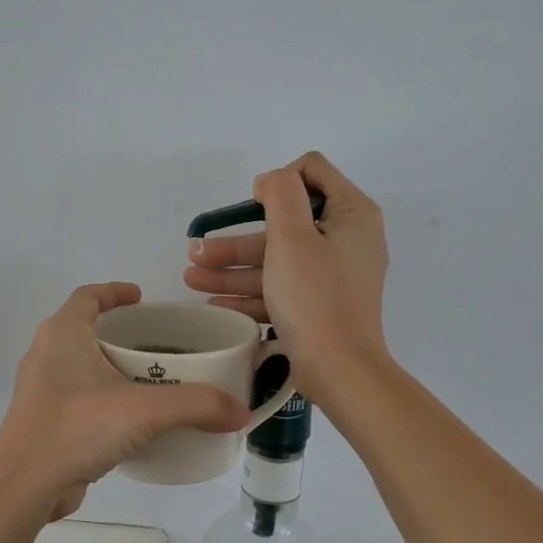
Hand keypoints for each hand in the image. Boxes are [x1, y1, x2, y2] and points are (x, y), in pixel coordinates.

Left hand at [0, 283, 249, 520]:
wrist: (23, 486)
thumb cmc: (77, 427)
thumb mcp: (145, 410)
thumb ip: (196, 405)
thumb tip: (240, 412)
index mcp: (63, 334)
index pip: (88, 296)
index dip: (114, 292)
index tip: (141, 297)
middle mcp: (46, 355)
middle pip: (83, 329)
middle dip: (117, 332)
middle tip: (155, 342)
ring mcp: (40, 391)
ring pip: (78, 366)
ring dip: (109, 367)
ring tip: (147, 380)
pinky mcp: (42, 423)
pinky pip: (76, 398)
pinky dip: (102, 399)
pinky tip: (128, 421)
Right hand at [183, 152, 390, 397]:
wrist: (340, 370)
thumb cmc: (315, 297)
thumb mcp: (293, 236)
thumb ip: (281, 194)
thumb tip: (272, 181)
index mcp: (351, 214)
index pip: (312, 171)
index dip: (278, 181)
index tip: (253, 206)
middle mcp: (347, 239)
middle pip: (284, 225)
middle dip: (236, 240)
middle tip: (197, 252)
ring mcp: (334, 276)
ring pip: (276, 261)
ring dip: (232, 269)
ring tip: (191, 280)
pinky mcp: (320, 306)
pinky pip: (281, 290)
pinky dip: (250, 294)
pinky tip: (214, 305)